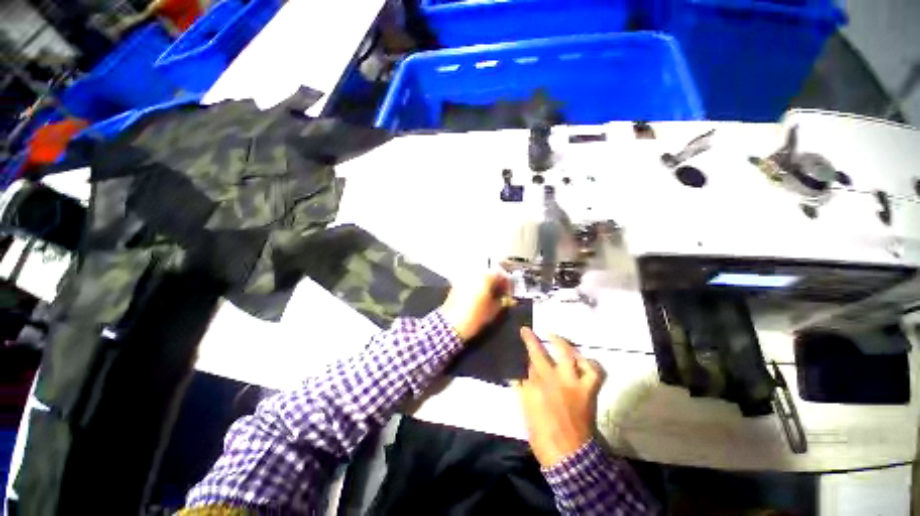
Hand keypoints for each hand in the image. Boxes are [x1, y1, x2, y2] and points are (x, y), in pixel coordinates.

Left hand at [438, 270, 510, 340]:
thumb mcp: (494, 310)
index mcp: (485, 276)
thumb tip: (506, 297)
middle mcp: (474, 273)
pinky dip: (477, 284)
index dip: (507, 282)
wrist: (451, 324)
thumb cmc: (475, 316)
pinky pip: (471, 280)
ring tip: (491, 293)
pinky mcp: (457, 283)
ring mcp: (464, 277)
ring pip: (480, 275)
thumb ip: (502, 300)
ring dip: (487, 282)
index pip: (501, 273)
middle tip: (501, 291)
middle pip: (489, 272)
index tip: (509, 291)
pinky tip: (480, 295)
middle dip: (497, 280)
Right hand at [513, 328, 604, 467]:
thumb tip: (523, 374)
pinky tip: (583, 360)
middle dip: (533, 339)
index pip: (527, 362)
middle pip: (540, 353)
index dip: (526, 346)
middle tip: (530, 331)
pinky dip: (589, 364)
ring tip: (557, 338)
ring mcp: (572, 383)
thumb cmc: (543, 435)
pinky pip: (593, 372)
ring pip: (567, 355)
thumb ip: (524, 389)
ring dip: (561, 343)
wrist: (569, 456)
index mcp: (534, 386)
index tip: (523, 333)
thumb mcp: (526, 411)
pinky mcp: (588, 391)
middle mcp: (552, 379)